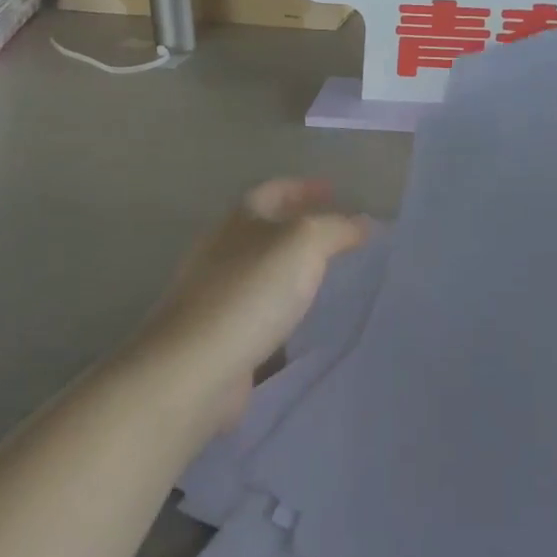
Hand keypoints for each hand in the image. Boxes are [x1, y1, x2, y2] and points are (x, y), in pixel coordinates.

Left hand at [141, 179, 369, 434]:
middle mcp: (223, 252)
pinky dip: (284, 313)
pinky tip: (307, 325)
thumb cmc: (250, 291)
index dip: (305, 187)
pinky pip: (261, 316)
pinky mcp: (219, 338)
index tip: (335, 190)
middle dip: (300, 228)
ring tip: (330, 277)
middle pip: (266, 230)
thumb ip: (337, 228)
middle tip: (339, 234)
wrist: (194, 369)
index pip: (275, 190)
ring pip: (263, 274)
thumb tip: (363, 223)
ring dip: (293, 272)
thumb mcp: (305, 243)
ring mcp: (216, 297)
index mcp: (239, 220)